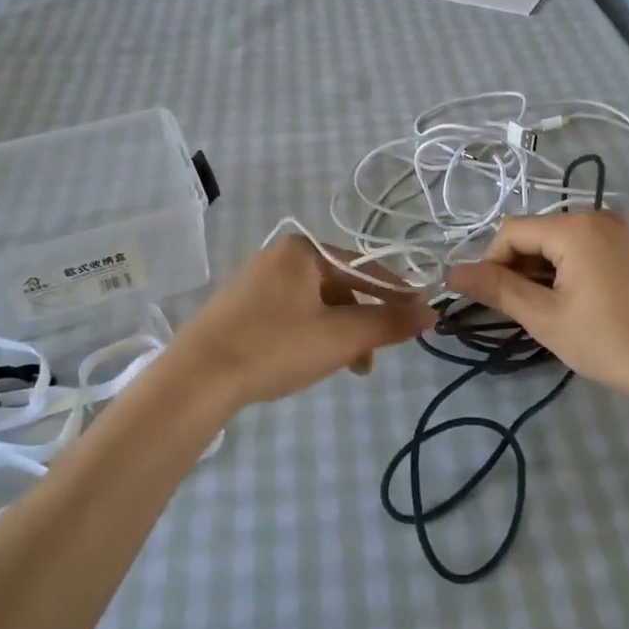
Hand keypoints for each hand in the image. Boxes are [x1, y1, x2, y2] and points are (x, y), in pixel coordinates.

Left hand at [168, 237, 432, 409]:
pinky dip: (310, 336)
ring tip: (344, 368)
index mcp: (304, 250)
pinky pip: (291, 315)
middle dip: (362, 324)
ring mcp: (256, 282)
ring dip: (338, 334)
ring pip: (316, 305)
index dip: (397, 295)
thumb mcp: (340, 337)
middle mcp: (280, 257)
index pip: (366, 268)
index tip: (419, 320)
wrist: (196, 378)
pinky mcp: (240, 308)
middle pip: (340, 287)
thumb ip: (389, 323)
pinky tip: (308, 362)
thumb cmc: (275, 347)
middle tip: (371, 360)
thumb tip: (432, 311)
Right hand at [447, 211, 628, 401]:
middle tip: (521, 313)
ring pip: (558, 245)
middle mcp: (597, 217)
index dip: (491, 264)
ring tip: (548, 313)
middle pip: (535, 235)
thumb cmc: (608, 340)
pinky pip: (583, 251)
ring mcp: (620, 232)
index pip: (510, 232)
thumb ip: (497, 289)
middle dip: (518, 270)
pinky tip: (573, 305)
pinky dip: (566, 273)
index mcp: (575, 226)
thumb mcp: (544, 317)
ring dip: (541, 274)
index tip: (492, 302)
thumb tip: (451, 272)